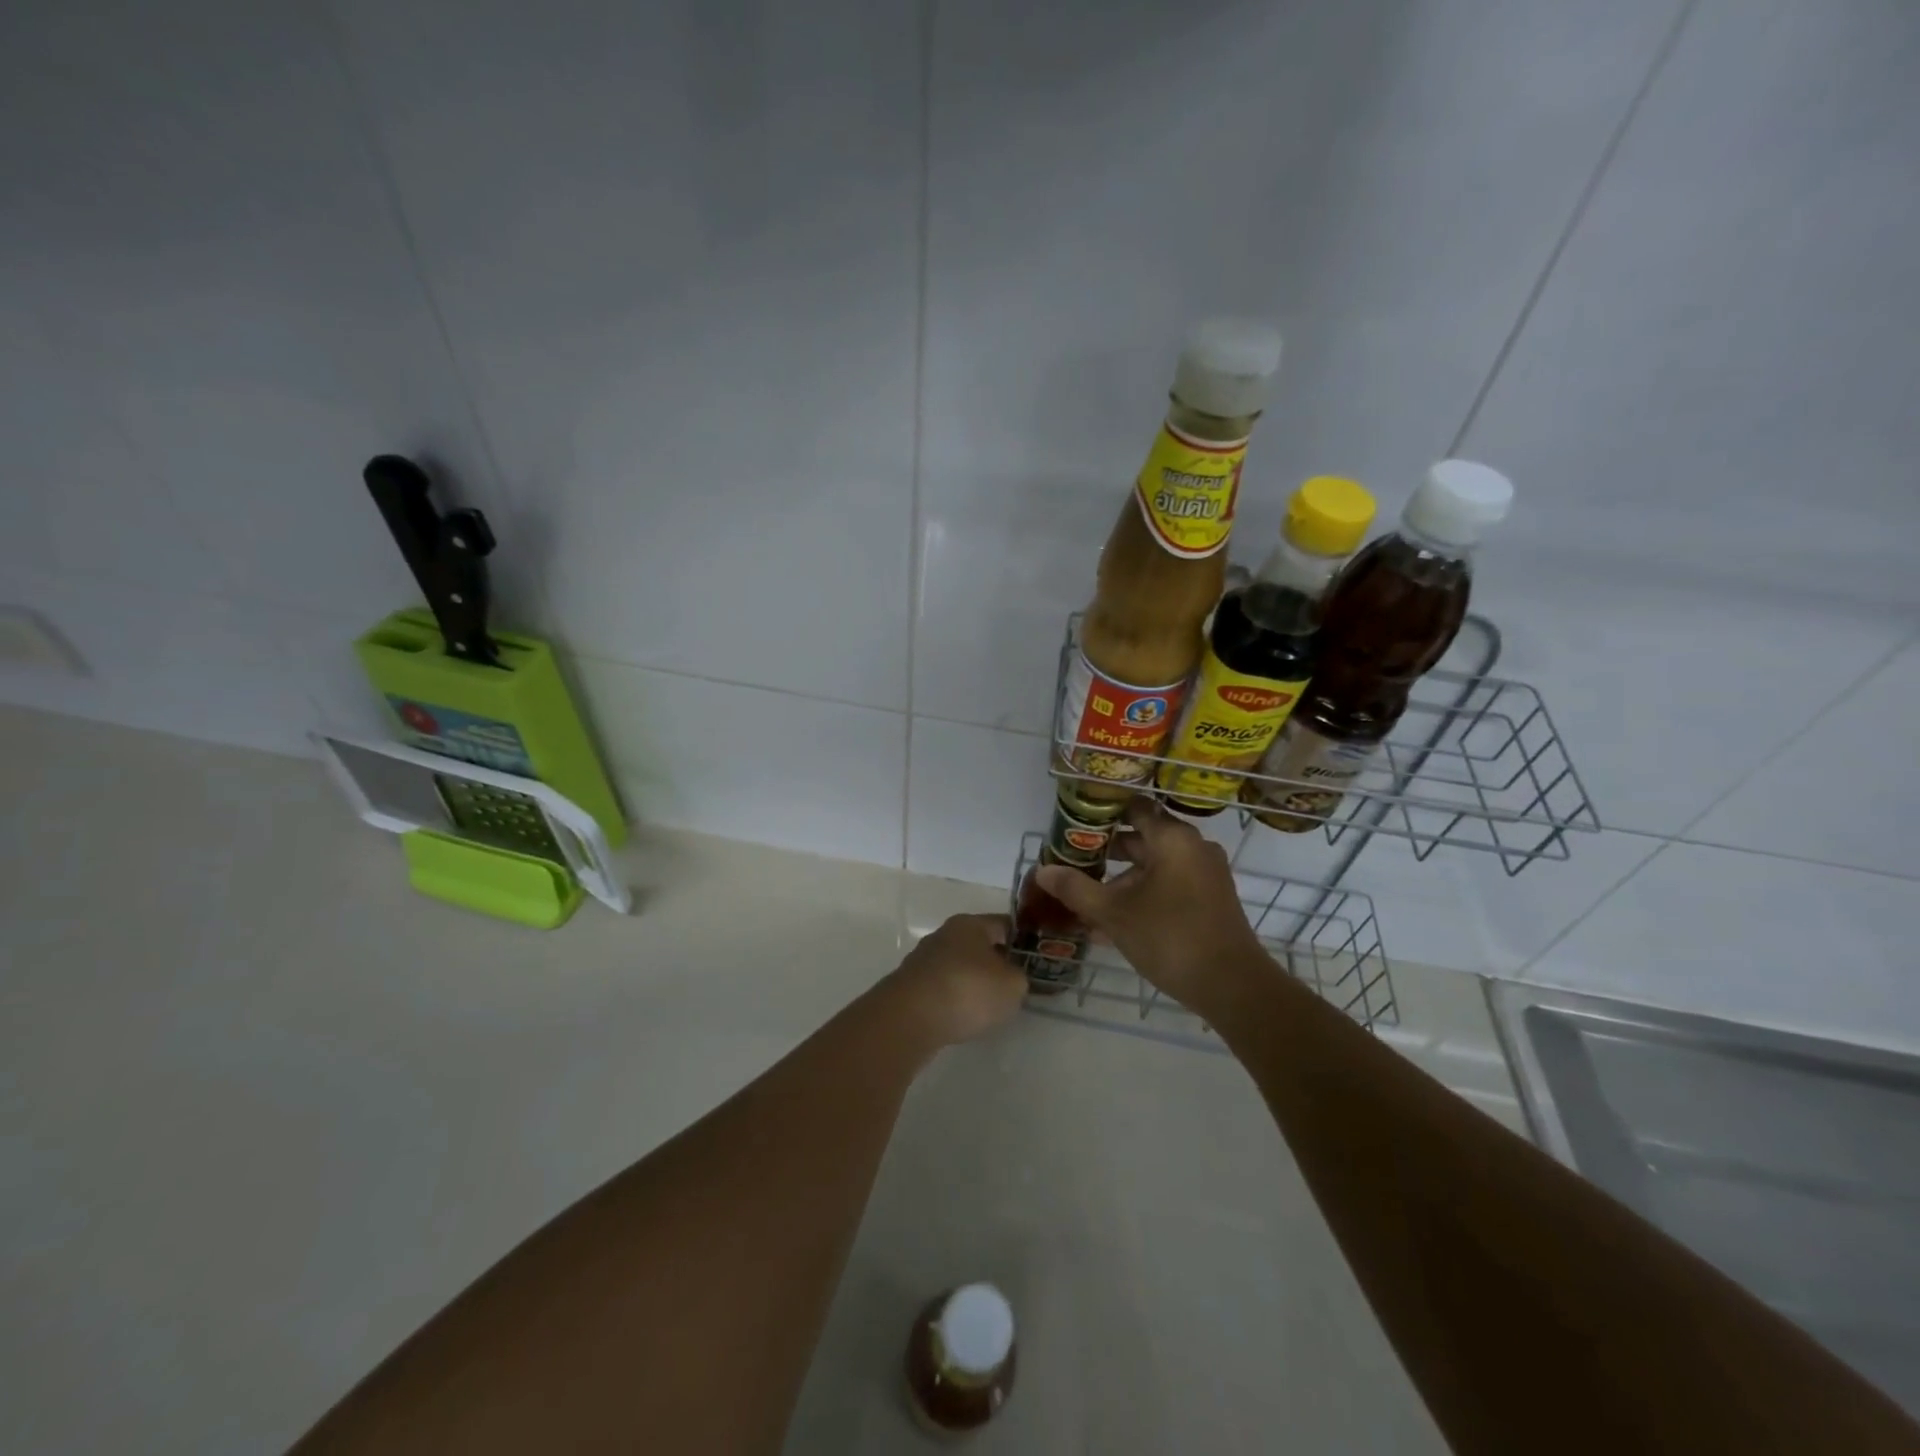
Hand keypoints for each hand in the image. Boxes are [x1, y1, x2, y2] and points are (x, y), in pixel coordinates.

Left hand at [884, 913, 1027, 1047]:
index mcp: (970, 924)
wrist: (910, 1018)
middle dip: (996, 962)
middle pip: (978, 945)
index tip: (1035, 958)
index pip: (1003, 924)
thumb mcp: (1012, 985)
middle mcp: (944, 935)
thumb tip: (1011, 977)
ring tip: (989, 1006)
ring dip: (973, 982)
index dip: (1022, 940)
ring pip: (959, 967)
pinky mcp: (910, 986)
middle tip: (1014, 984)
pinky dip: (954, 999)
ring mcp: (923, 960)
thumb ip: (1019, 978)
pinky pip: (942, 988)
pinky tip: (962, 1017)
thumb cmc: (968, 990)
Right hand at [1034, 799, 1267, 1010]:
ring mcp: (1205, 875)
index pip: (1134, 808)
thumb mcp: (1114, 913)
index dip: (1102, 812)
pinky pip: (1168, 887)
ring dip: (1121, 881)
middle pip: (1142, 838)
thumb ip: (1076, 889)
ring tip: (1086, 901)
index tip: (1074, 824)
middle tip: (1072, 862)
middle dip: (1106, 852)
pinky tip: (1111, 925)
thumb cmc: (1170, 937)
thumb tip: (1042, 870)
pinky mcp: (1210, 901)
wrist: (1233, 987)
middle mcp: (1193, 848)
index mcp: (1173, 838)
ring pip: (1154, 868)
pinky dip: (1142, 896)